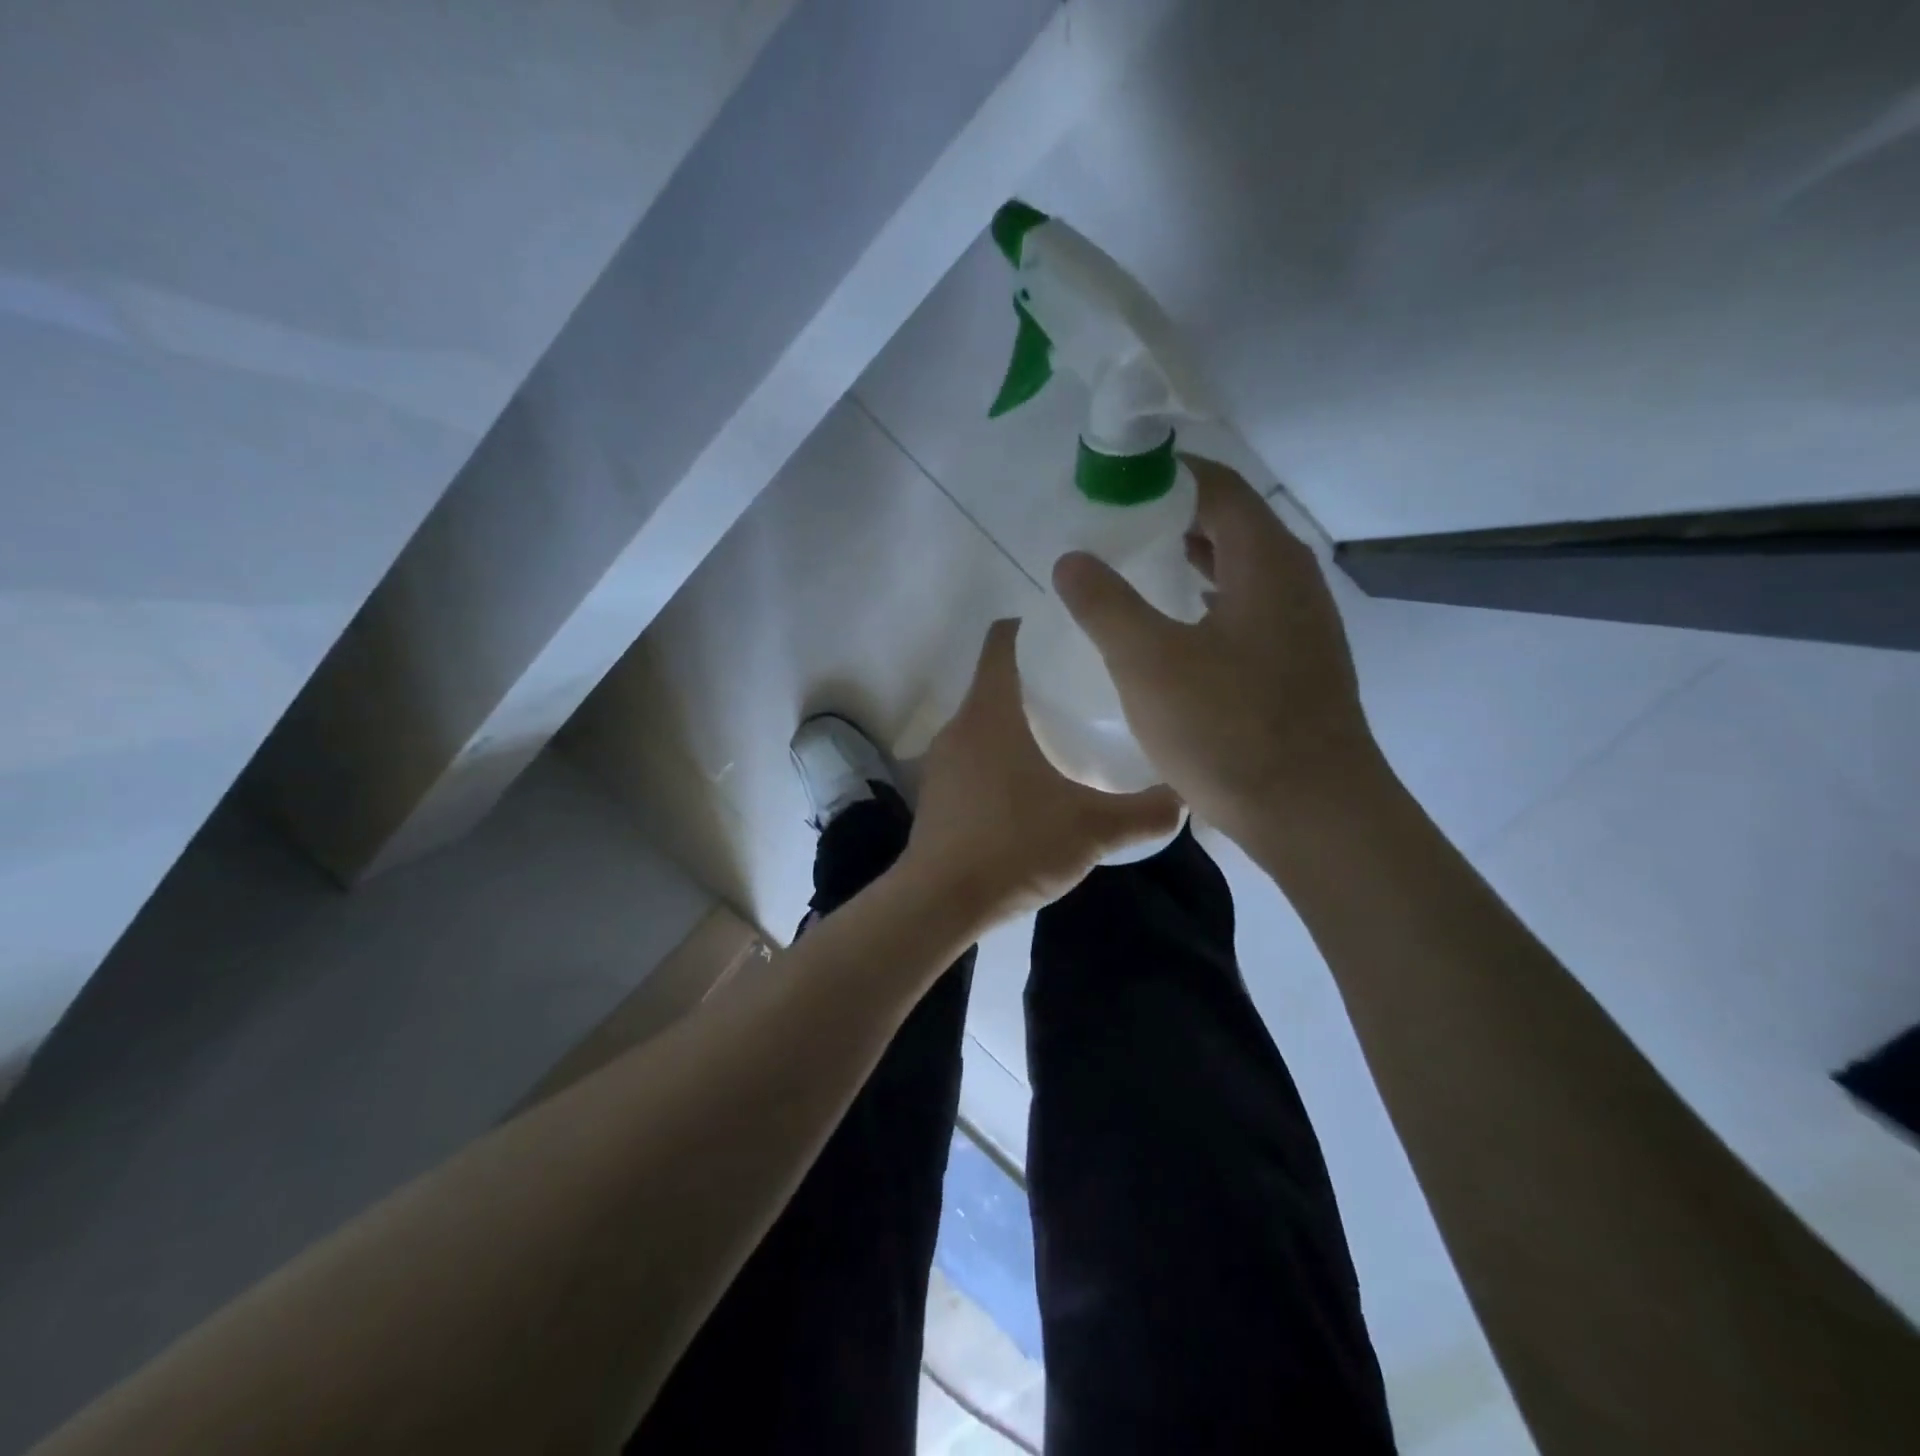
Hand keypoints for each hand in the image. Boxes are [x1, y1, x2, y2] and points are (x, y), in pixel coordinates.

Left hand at [904, 619, 1183, 921]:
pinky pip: (972, 758)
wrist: (941, 902)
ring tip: (1064, 737)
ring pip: (983, 724)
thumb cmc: (1015, 845)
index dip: (1029, 626)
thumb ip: (1144, 812)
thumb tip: (1186, 798)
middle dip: (1035, 680)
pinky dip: (999, 758)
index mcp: (990, 712)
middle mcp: (959, 727)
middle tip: (1085, 690)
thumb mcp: (1092, 829)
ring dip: (1017, 723)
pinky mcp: (936, 795)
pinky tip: (1031, 788)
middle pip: (995, 682)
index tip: (1066, 631)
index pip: (1001, 641)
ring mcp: (942, 763)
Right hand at [1052, 454, 1385, 847]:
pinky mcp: (1298, 667)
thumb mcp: (1148, 663)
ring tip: (1136, 572)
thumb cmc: (1229, 730)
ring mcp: (1302, 627)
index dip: (1164, 475)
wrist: (1313, 814)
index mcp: (1265, 561)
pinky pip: (1246, 612)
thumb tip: (1071, 558)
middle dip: (1172, 518)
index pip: (1217, 486)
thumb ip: (1105, 604)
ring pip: (1240, 572)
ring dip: (1191, 563)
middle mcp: (1293, 581)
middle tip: (1113, 528)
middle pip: (1231, 525)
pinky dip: (1208, 604)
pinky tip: (1175, 632)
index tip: (1113, 483)